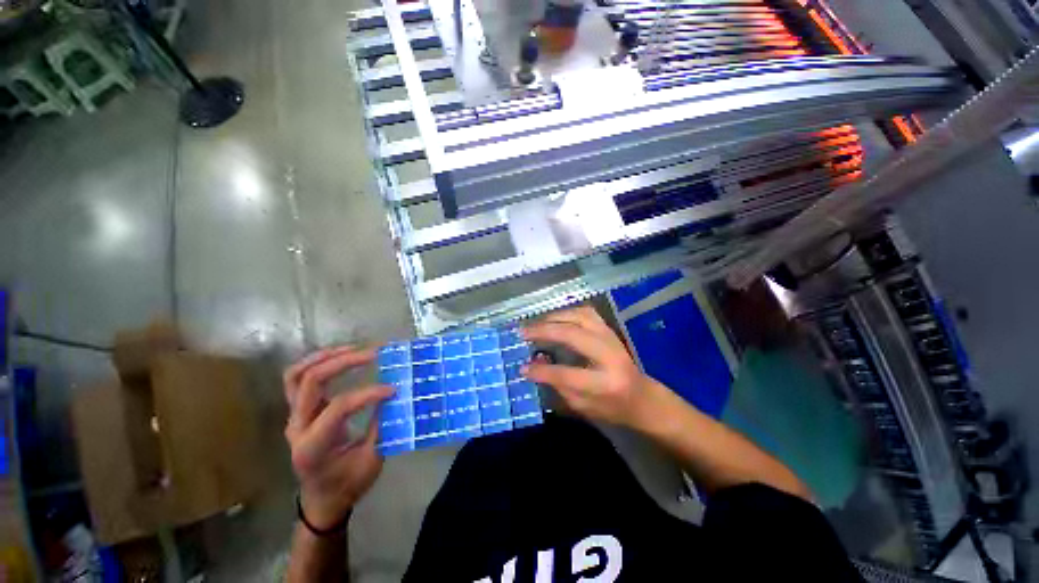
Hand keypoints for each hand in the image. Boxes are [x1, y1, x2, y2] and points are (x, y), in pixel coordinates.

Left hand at [284, 347, 391, 529]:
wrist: (322, 499)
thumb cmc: (348, 484)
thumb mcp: (371, 460)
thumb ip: (381, 426)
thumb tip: (395, 394)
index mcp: (314, 446)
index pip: (338, 408)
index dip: (367, 393)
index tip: (393, 389)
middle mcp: (297, 428)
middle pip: (310, 382)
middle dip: (343, 362)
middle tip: (373, 354)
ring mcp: (294, 417)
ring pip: (296, 376)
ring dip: (324, 357)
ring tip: (353, 348)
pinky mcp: (300, 411)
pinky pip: (299, 379)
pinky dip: (317, 363)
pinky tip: (340, 357)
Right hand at [522, 306, 660, 428]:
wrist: (643, 397)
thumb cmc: (612, 407)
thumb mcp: (582, 406)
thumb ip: (558, 384)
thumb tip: (534, 363)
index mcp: (605, 383)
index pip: (567, 374)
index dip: (541, 371)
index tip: (522, 368)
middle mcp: (610, 355)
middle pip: (572, 334)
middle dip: (544, 331)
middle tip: (522, 332)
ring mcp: (611, 338)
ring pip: (579, 316)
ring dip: (554, 317)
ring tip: (536, 324)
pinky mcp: (609, 329)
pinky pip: (586, 312)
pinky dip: (567, 312)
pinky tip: (555, 318)